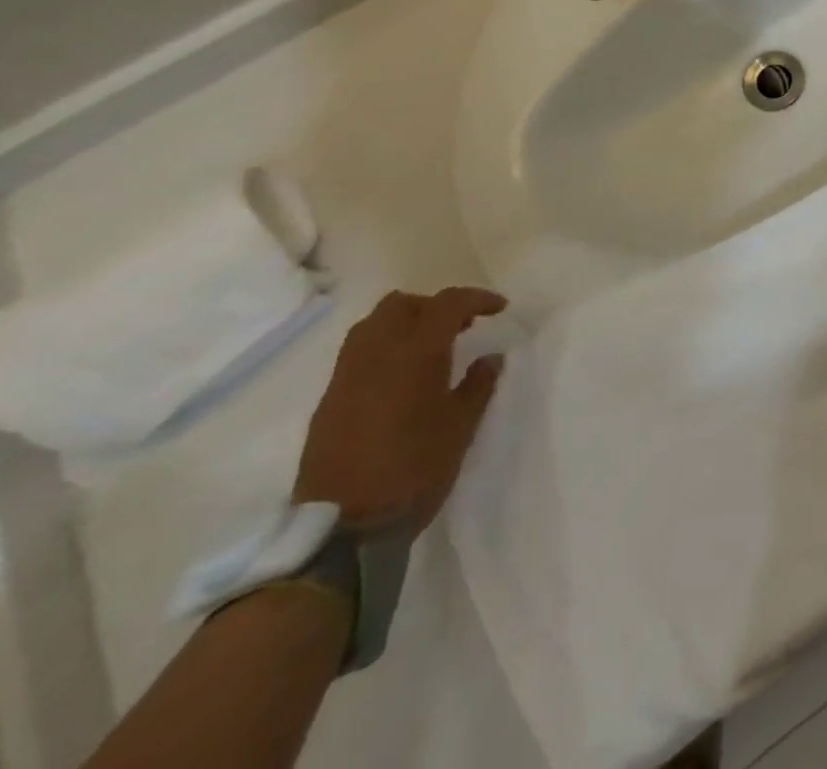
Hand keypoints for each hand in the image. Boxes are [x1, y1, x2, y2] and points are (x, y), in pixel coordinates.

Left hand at [293, 287, 505, 535]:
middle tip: (459, 326)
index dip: (476, 298)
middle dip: (433, 306)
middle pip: (401, 305)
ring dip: (403, 324)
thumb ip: (478, 385)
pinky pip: (355, 355)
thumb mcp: (462, 427)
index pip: (447, 304)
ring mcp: (345, 377)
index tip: (499, 308)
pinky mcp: (327, 402)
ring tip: (428, 348)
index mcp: (415, 354)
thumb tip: (490, 357)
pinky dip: (382, 350)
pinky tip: (399, 379)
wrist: (344, 529)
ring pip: (372, 325)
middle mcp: (376, 354)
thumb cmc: (416, 470)